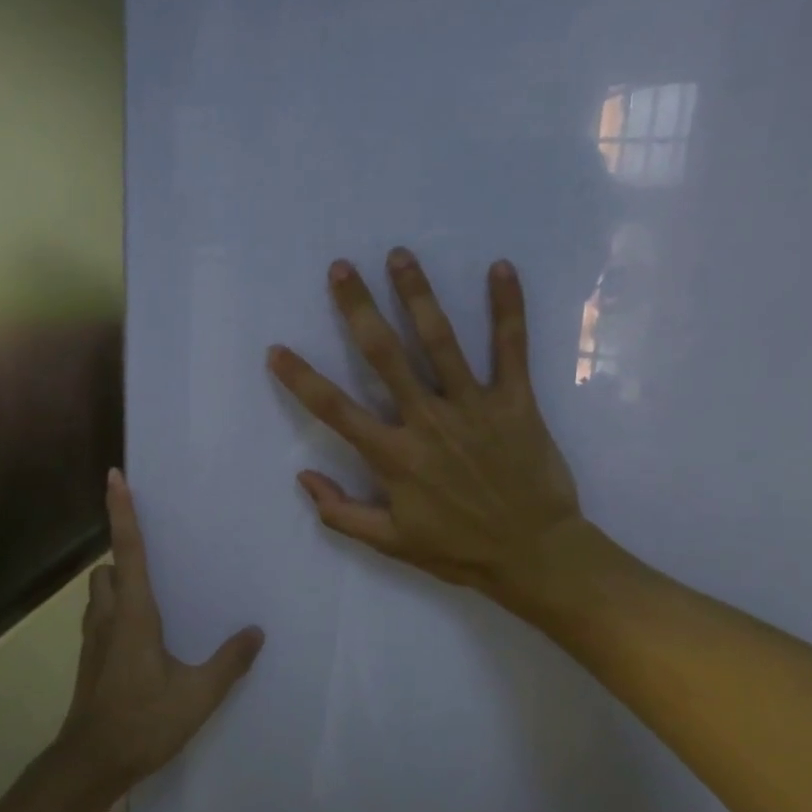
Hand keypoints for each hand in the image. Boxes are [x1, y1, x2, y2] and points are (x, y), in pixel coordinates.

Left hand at [57, 469, 264, 789]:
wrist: (91, 763)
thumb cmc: (143, 722)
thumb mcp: (197, 695)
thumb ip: (229, 662)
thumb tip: (256, 632)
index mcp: (134, 615)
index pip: (128, 551)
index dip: (122, 512)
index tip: (114, 477)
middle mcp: (108, 617)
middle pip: (107, 569)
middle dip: (123, 556)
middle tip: (156, 558)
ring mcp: (93, 639)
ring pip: (99, 593)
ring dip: (117, 584)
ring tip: (153, 596)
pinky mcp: (90, 659)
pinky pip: (99, 617)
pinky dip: (115, 610)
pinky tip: (142, 636)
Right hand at [267, 251, 587, 607]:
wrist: (535, 555)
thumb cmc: (458, 549)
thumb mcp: (390, 543)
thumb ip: (340, 513)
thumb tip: (302, 477)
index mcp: (394, 456)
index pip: (335, 410)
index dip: (301, 379)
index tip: (276, 349)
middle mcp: (427, 421)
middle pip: (384, 356)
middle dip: (358, 309)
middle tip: (341, 268)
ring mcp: (473, 406)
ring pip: (440, 341)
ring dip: (418, 295)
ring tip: (400, 255)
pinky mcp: (516, 401)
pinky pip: (511, 349)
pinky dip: (508, 308)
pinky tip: (501, 268)